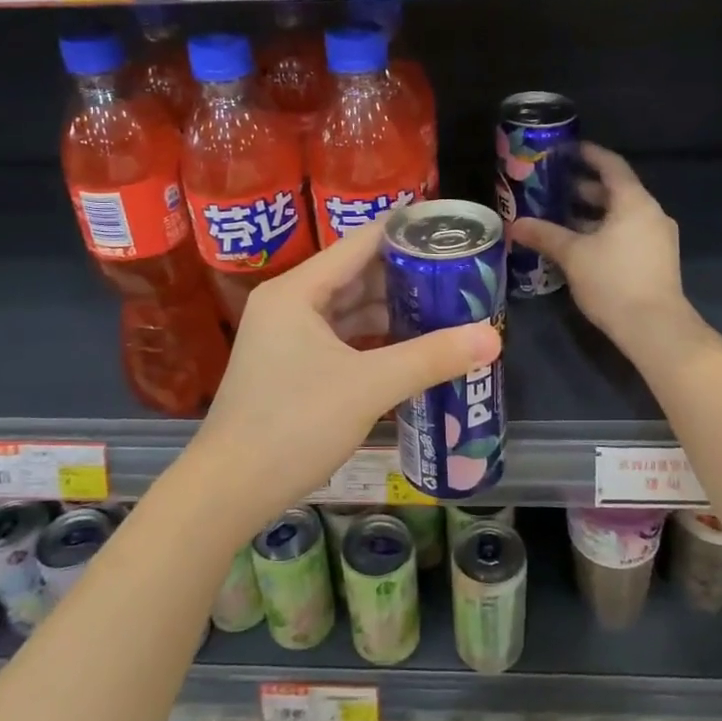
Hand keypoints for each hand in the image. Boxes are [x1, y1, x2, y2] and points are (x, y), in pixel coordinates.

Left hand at [183, 216, 501, 531]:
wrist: (228, 491)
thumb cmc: (293, 425)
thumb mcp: (368, 387)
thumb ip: (431, 358)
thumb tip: (493, 338)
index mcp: (297, 290)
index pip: (361, 243)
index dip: (406, 233)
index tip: (449, 229)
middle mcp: (289, 303)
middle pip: (356, 274)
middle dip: (406, 276)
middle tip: (458, 274)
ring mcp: (286, 336)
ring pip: (348, 309)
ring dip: (391, 309)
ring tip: (444, 307)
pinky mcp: (290, 366)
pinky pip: (340, 338)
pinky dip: (373, 338)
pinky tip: (410, 346)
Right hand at [511, 143, 689, 345]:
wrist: (655, 328)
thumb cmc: (613, 281)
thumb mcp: (573, 255)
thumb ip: (545, 235)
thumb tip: (516, 224)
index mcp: (634, 202)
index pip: (611, 166)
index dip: (588, 154)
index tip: (566, 149)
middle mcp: (650, 214)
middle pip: (616, 191)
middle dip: (584, 187)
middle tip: (553, 186)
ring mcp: (657, 238)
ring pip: (621, 214)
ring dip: (592, 213)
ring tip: (560, 216)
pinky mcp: (656, 260)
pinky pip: (627, 233)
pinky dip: (604, 230)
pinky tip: (579, 244)